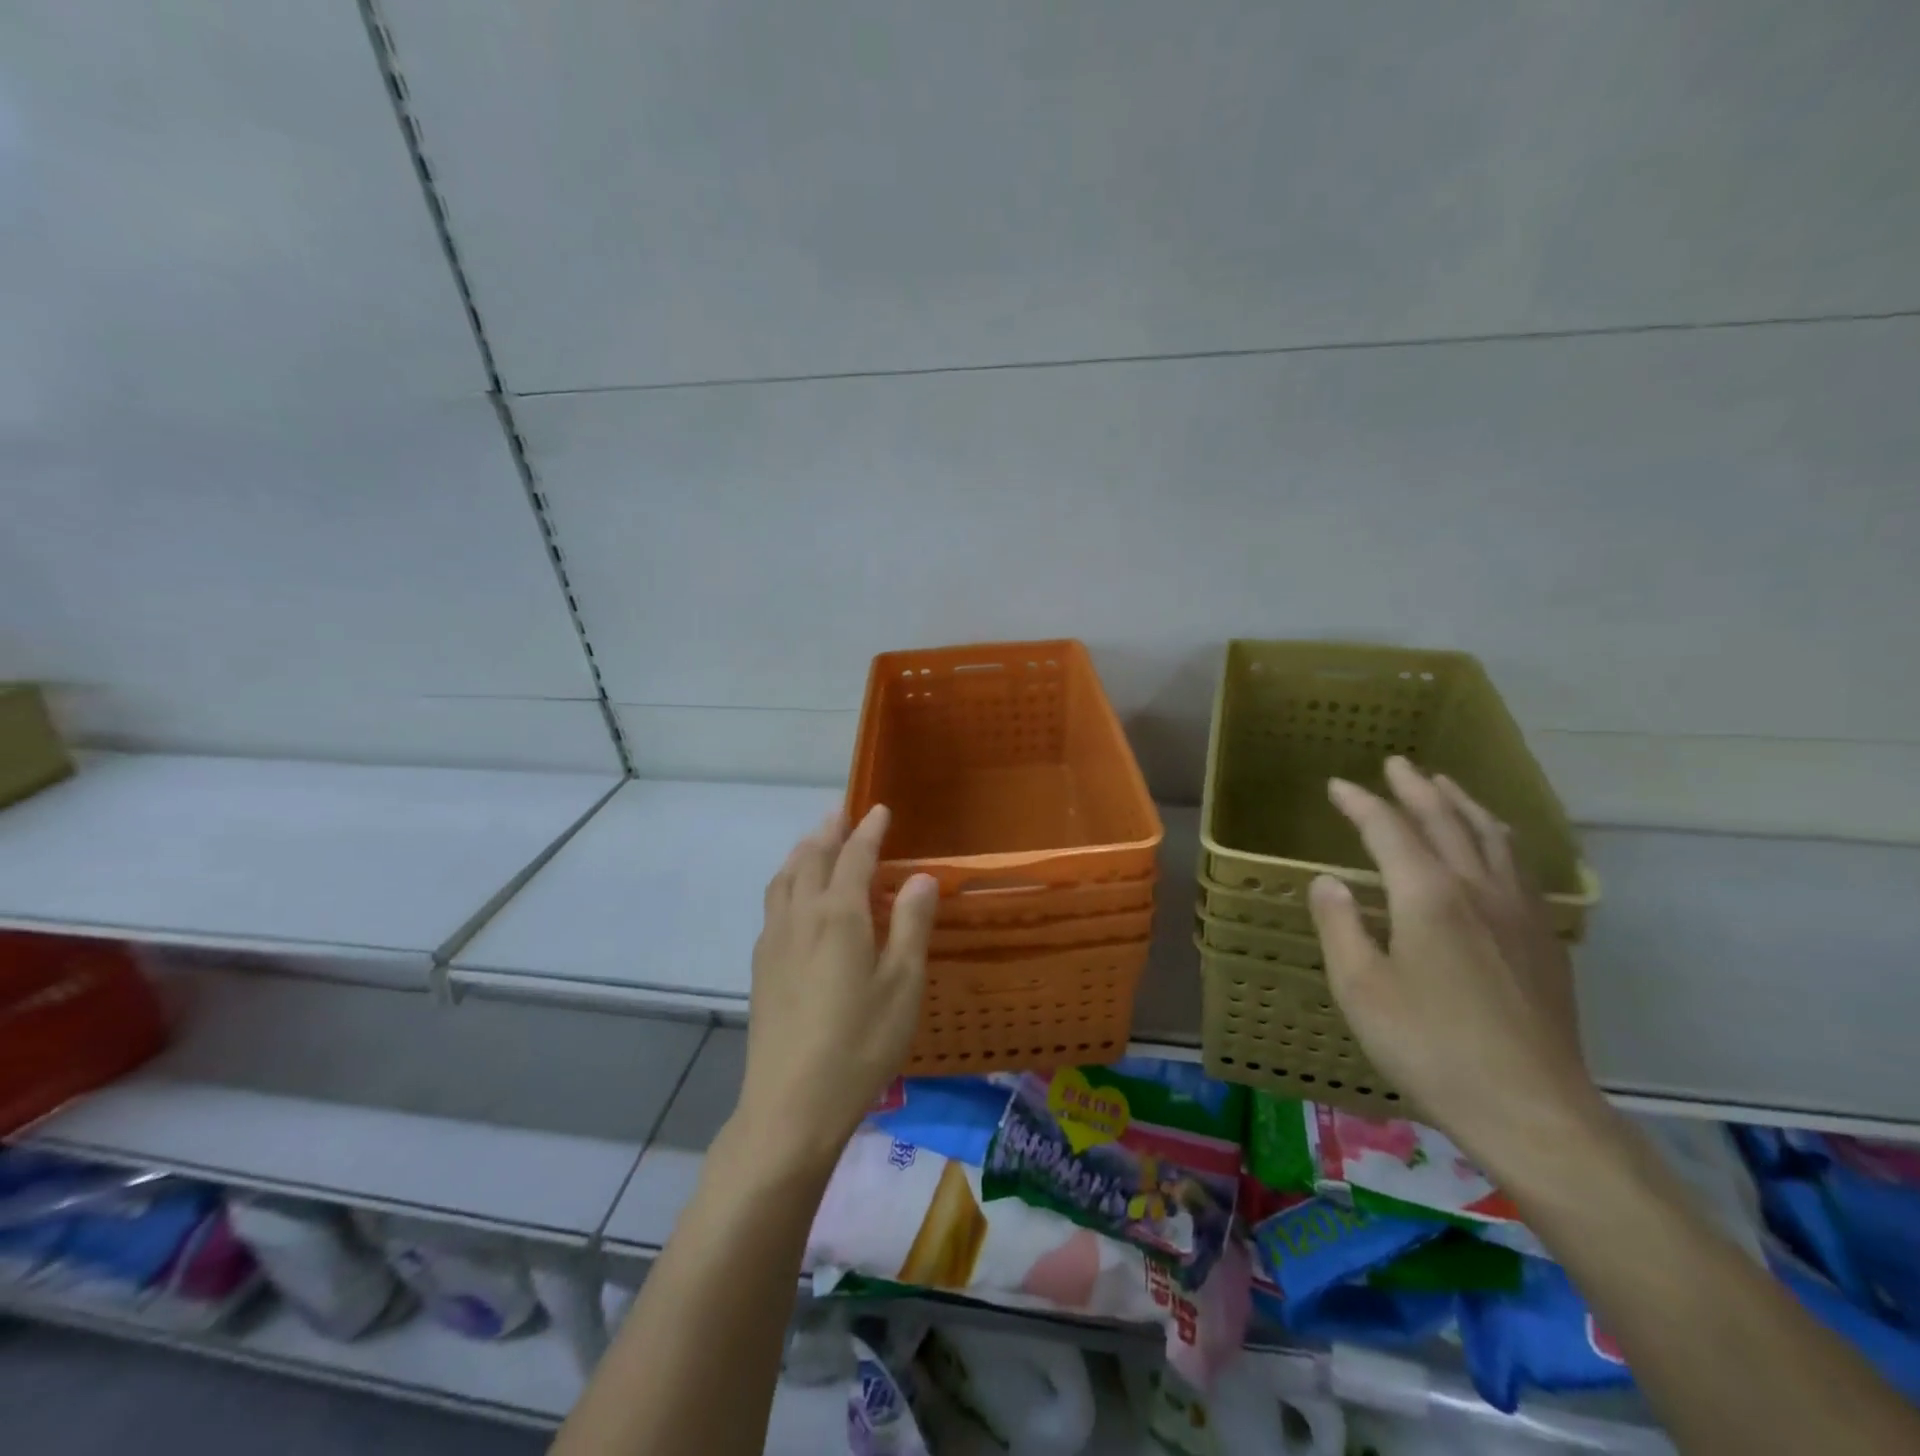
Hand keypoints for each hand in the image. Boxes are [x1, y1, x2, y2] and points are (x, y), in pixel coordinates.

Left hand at [732, 806, 939, 1176]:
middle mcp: (801, 917)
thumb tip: (921, 877)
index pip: (855, 856)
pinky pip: (773, 904)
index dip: (869, 830)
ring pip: (784, 879)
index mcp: (839, 915)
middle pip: (811, 859)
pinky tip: (793, 898)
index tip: (879, 810)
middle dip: (829, 832)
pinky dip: (786, 882)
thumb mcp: (903, 985)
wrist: (792, 1105)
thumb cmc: (861, 1044)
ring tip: (814, 843)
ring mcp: (774, 941)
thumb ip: (912, 925)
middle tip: (842, 814)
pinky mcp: (760, 967)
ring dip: (801, 853)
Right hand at [1308, 757, 1608, 1175]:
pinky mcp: (1544, 940)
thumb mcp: (1360, 988)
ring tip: (1446, 787)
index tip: (1336, 786)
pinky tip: (1494, 848)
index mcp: (1428, 895)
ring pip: (1492, 837)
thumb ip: (1339, 925)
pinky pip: (1519, 866)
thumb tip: (1327, 881)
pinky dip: (1497, 838)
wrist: (1532, 1110)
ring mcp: (1519, 912)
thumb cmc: (1430, 1047)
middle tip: (1397, 764)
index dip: (1360, 803)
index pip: (1389, 829)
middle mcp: (1478, 888)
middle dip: (1418, 788)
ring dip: (1464, 805)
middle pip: (1447, 820)